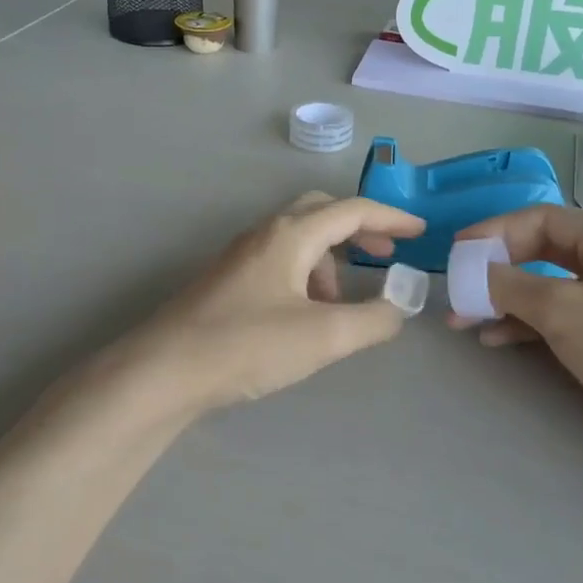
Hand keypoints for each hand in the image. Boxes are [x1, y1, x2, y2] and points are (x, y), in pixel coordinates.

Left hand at [132, 193, 425, 413]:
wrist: (162, 371)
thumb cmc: (247, 345)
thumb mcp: (323, 336)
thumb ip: (373, 320)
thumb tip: (398, 309)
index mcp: (290, 235)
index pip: (352, 210)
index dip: (391, 219)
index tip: (420, 233)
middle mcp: (264, 234)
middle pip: (321, 213)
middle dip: (359, 231)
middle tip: (384, 258)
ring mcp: (240, 257)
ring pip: (298, 241)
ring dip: (330, 261)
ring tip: (340, 305)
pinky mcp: (225, 282)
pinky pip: (279, 263)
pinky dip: (305, 277)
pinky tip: (305, 316)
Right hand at [451, 207, 582, 477]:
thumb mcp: (562, 310)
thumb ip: (510, 284)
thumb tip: (469, 272)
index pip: (542, 219)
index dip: (495, 232)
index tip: (458, 252)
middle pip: (540, 250)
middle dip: (496, 269)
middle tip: (457, 287)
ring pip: (543, 285)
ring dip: (502, 299)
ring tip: (462, 318)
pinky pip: (554, 314)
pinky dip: (522, 322)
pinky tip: (491, 337)